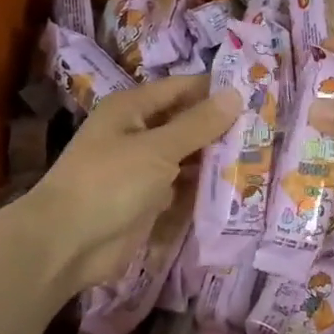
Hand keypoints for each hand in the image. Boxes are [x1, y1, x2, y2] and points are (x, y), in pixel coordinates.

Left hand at [21, 76, 240, 292]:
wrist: (66, 244)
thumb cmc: (109, 183)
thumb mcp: (158, 149)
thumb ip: (198, 124)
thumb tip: (235, 94)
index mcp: (132, 109)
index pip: (182, 88)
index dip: (216, 90)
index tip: (257, 94)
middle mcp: (137, 133)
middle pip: (186, 123)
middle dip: (221, 127)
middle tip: (268, 129)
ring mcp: (142, 168)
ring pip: (187, 156)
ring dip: (216, 158)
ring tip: (261, 156)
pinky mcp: (147, 200)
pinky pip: (182, 186)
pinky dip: (203, 187)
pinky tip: (237, 187)